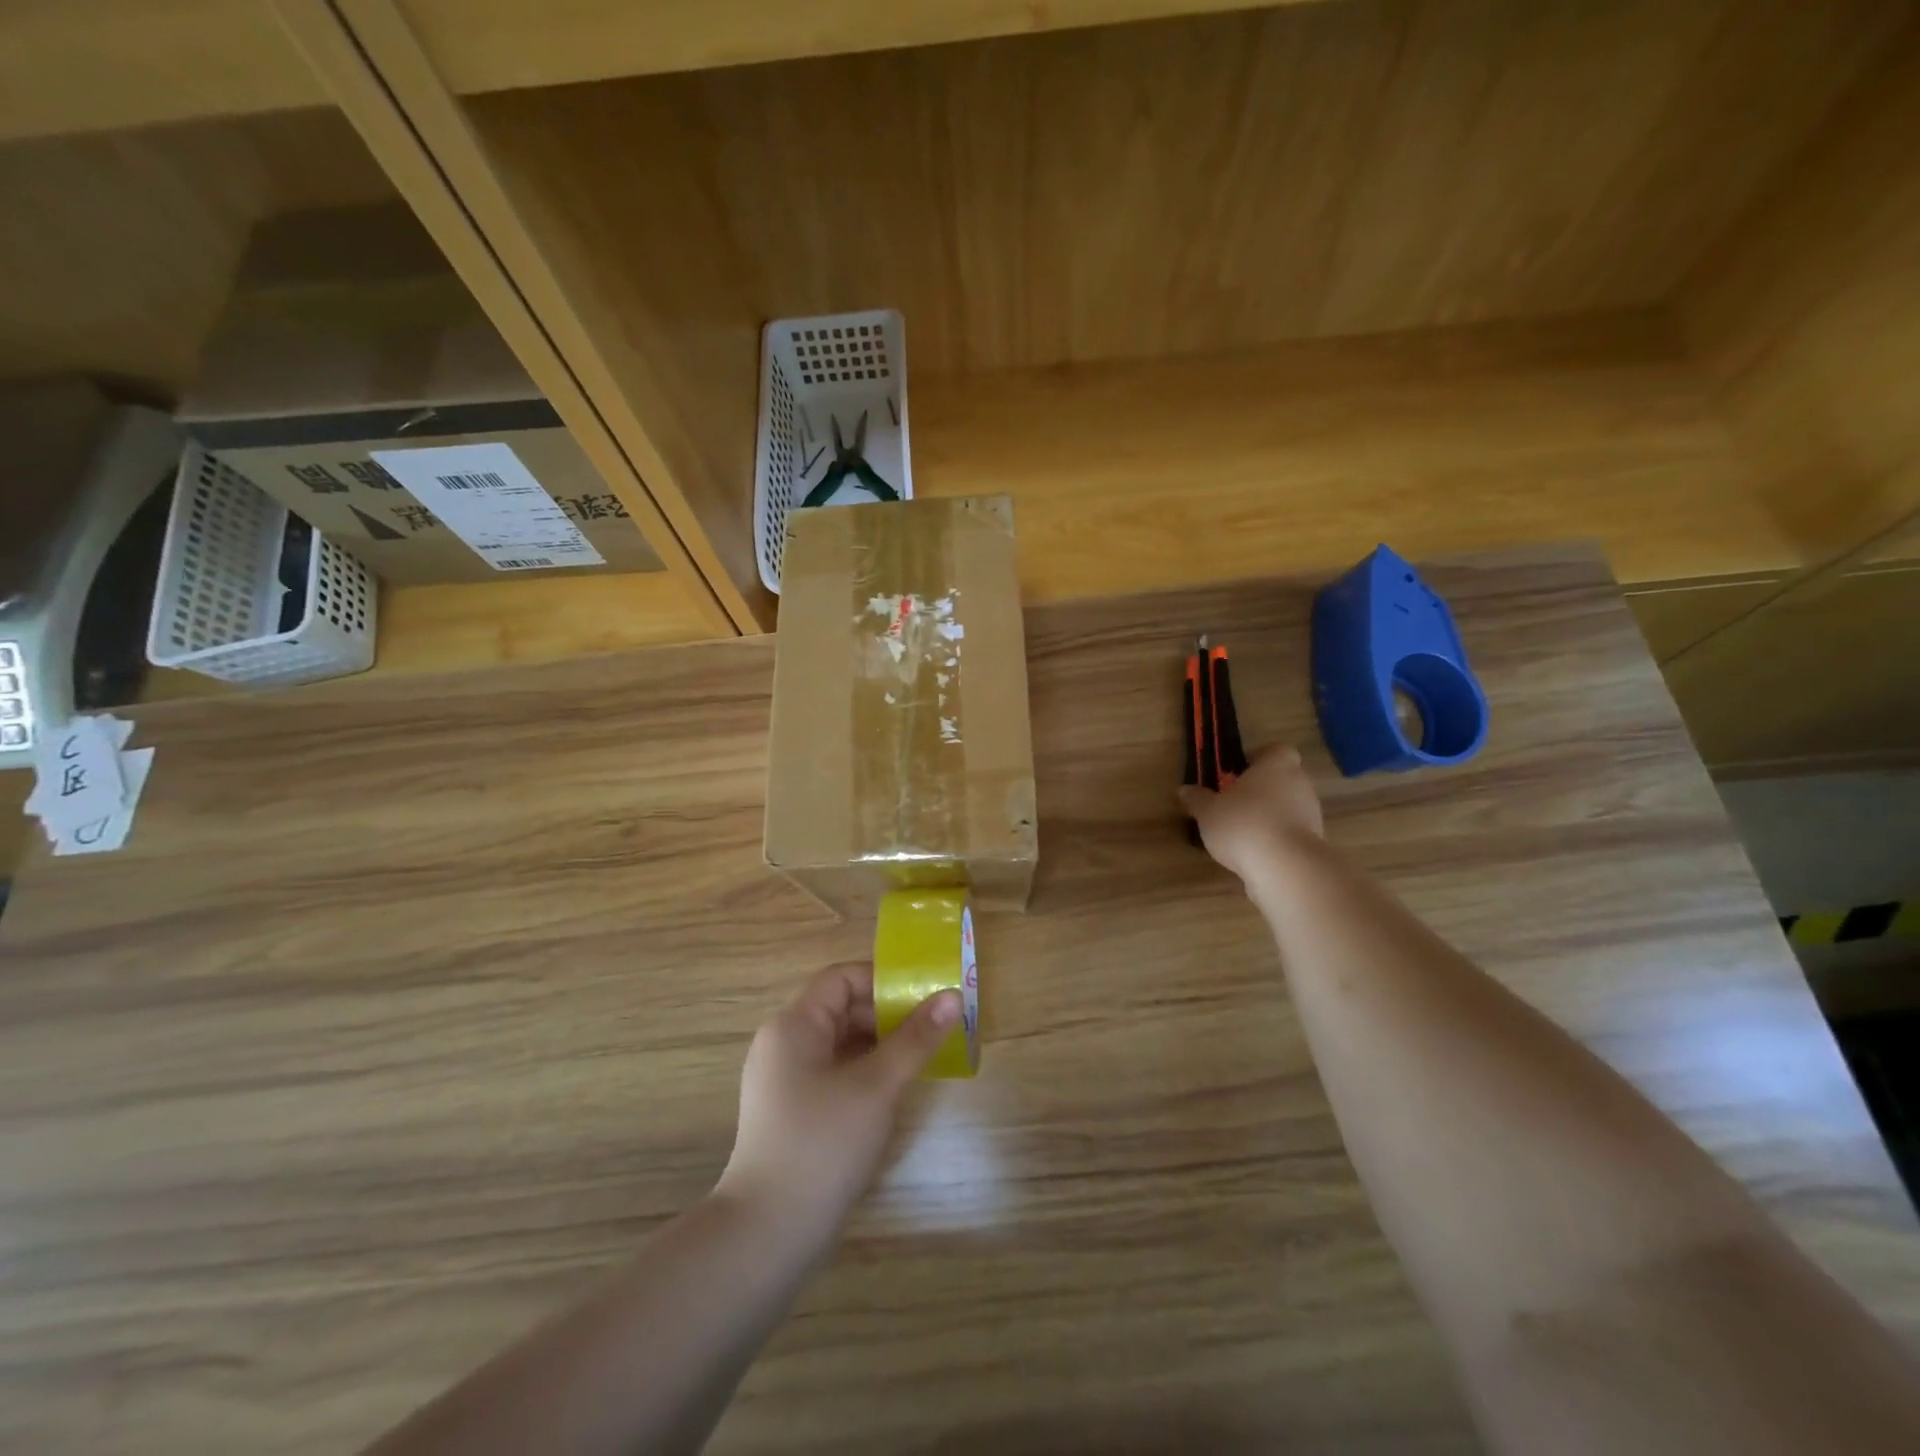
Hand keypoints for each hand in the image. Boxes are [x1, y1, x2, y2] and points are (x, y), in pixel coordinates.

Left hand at [716, 962, 959, 1234]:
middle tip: (932, 1028)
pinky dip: (863, 1071)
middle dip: (887, 1015)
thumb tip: (952, 997)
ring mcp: (784, 1080)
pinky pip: (832, 1072)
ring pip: (839, 1043)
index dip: (883, 981)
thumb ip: (915, 1038)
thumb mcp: (877, 1085)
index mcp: (794, 1025)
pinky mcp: (791, 1111)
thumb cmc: (823, 1143)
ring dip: (879, 1044)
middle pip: (841, 1008)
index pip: (842, 978)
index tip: (924, 996)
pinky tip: (892, 1090)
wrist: (769, 1233)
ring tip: (921, 1057)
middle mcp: (784, 1043)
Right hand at [1178, 744, 1325, 882]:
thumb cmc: (1243, 823)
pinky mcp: (1314, 842)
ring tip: (1242, 832)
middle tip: (1234, 803)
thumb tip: (1184, 790)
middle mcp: (1299, 783)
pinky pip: (1291, 832)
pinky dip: (1276, 838)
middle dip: (1261, 789)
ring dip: (1269, 815)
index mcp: (1276, 765)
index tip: (1238, 772)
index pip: (1276, 751)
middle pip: (1282, 779)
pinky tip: (1255, 852)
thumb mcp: (1208, 811)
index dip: (1258, 759)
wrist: (1284, 866)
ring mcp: (1311, 814)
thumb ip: (1197, 798)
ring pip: (1288, 806)